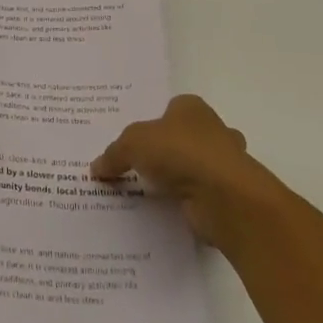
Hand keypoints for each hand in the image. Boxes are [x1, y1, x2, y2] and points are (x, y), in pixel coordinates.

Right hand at [91, 94, 279, 246]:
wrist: (224, 197)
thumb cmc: (180, 153)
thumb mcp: (133, 144)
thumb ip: (114, 154)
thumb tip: (96, 168)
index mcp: (192, 108)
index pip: (170, 109)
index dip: (151, 123)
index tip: (132, 142)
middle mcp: (212, 131)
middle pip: (183, 139)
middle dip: (166, 152)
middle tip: (134, 168)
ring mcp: (223, 164)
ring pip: (193, 169)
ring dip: (176, 181)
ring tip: (144, 194)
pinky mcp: (227, 196)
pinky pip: (198, 196)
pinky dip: (184, 204)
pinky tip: (161, 214)